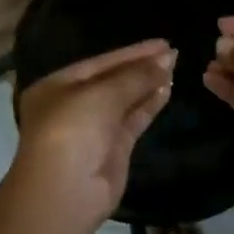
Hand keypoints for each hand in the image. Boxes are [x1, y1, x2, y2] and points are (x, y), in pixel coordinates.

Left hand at [8, 39, 175, 233]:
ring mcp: (94, 129)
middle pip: (113, 80)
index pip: (100, 63)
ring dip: (148, 84)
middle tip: (174, 53)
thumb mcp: (101, 94)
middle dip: (142, 67)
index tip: (163, 43)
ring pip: (125, 100)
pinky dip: (149, 105)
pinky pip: (133, 119)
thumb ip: (135, 76)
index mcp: (57, 86)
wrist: (66, 191)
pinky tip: (168, 89)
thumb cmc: (72, 130)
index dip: (132, 52)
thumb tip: (166, 60)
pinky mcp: (113, 149)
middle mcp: (73, 105)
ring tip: (176, 67)